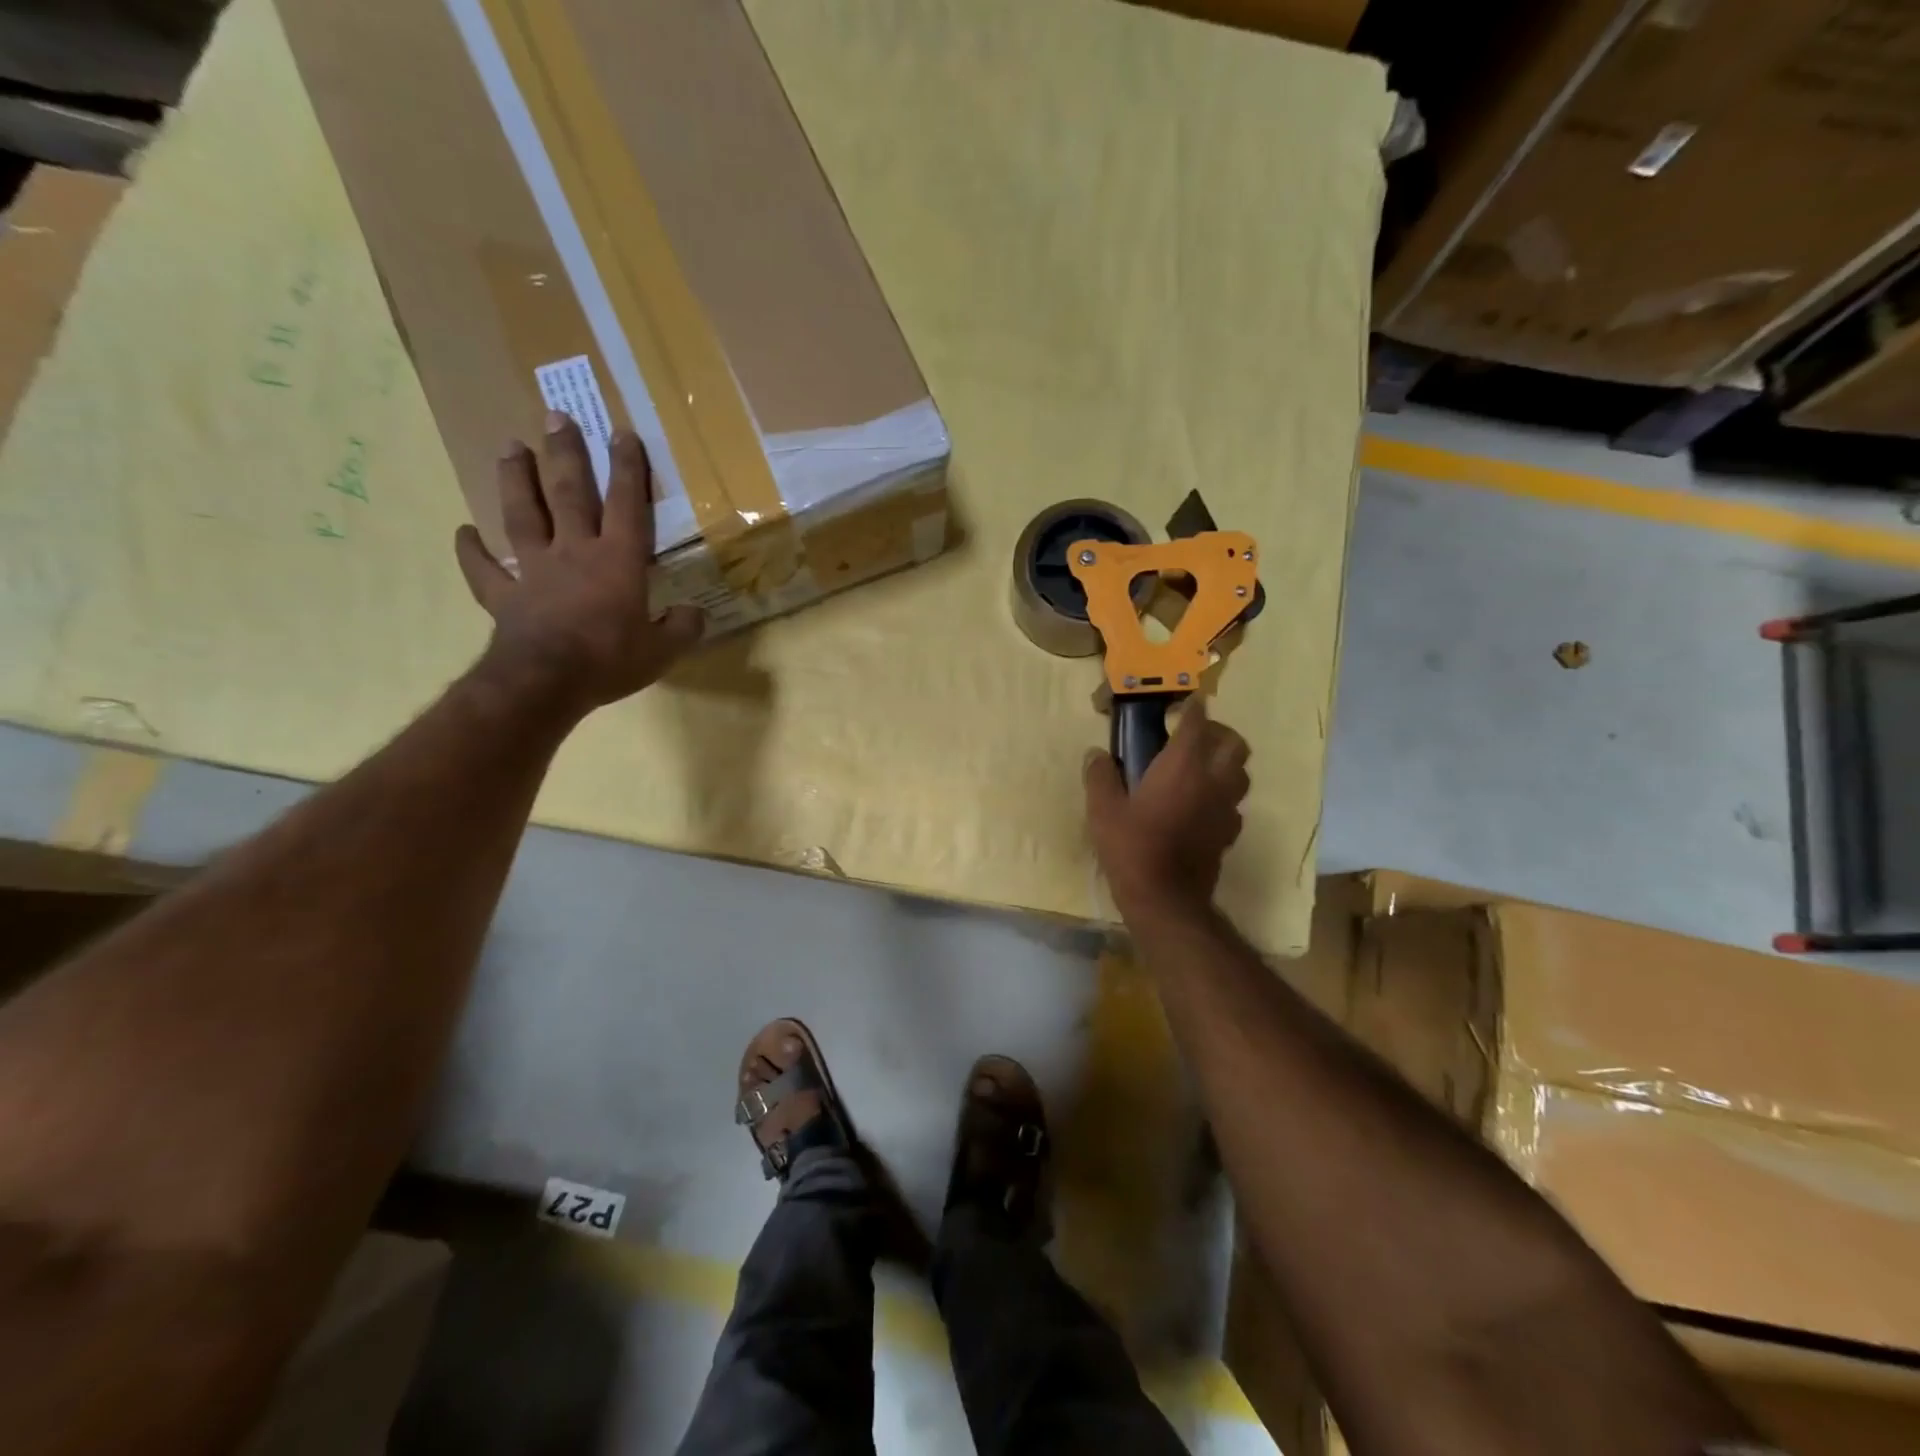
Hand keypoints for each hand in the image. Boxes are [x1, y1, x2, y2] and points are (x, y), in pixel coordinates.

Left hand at [454, 413, 703, 716]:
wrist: (546, 681)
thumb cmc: (609, 660)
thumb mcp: (662, 651)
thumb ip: (682, 628)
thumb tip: (695, 614)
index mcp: (618, 561)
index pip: (627, 505)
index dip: (628, 469)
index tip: (622, 433)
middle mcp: (574, 552)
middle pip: (570, 494)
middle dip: (566, 454)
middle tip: (556, 416)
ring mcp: (535, 570)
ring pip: (522, 514)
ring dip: (516, 479)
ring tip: (510, 446)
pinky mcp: (504, 594)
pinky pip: (485, 569)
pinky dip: (472, 550)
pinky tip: (464, 532)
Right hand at [1084, 697, 1250, 914]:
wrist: (1165, 898)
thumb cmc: (1132, 847)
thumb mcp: (1103, 810)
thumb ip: (1100, 776)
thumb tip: (1097, 755)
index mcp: (1183, 765)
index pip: (1197, 722)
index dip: (1191, 708)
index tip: (1182, 703)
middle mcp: (1213, 780)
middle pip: (1234, 743)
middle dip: (1218, 732)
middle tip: (1194, 737)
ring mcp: (1226, 808)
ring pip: (1240, 772)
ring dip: (1225, 763)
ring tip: (1199, 769)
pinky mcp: (1229, 832)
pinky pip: (1233, 803)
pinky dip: (1221, 795)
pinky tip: (1200, 805)